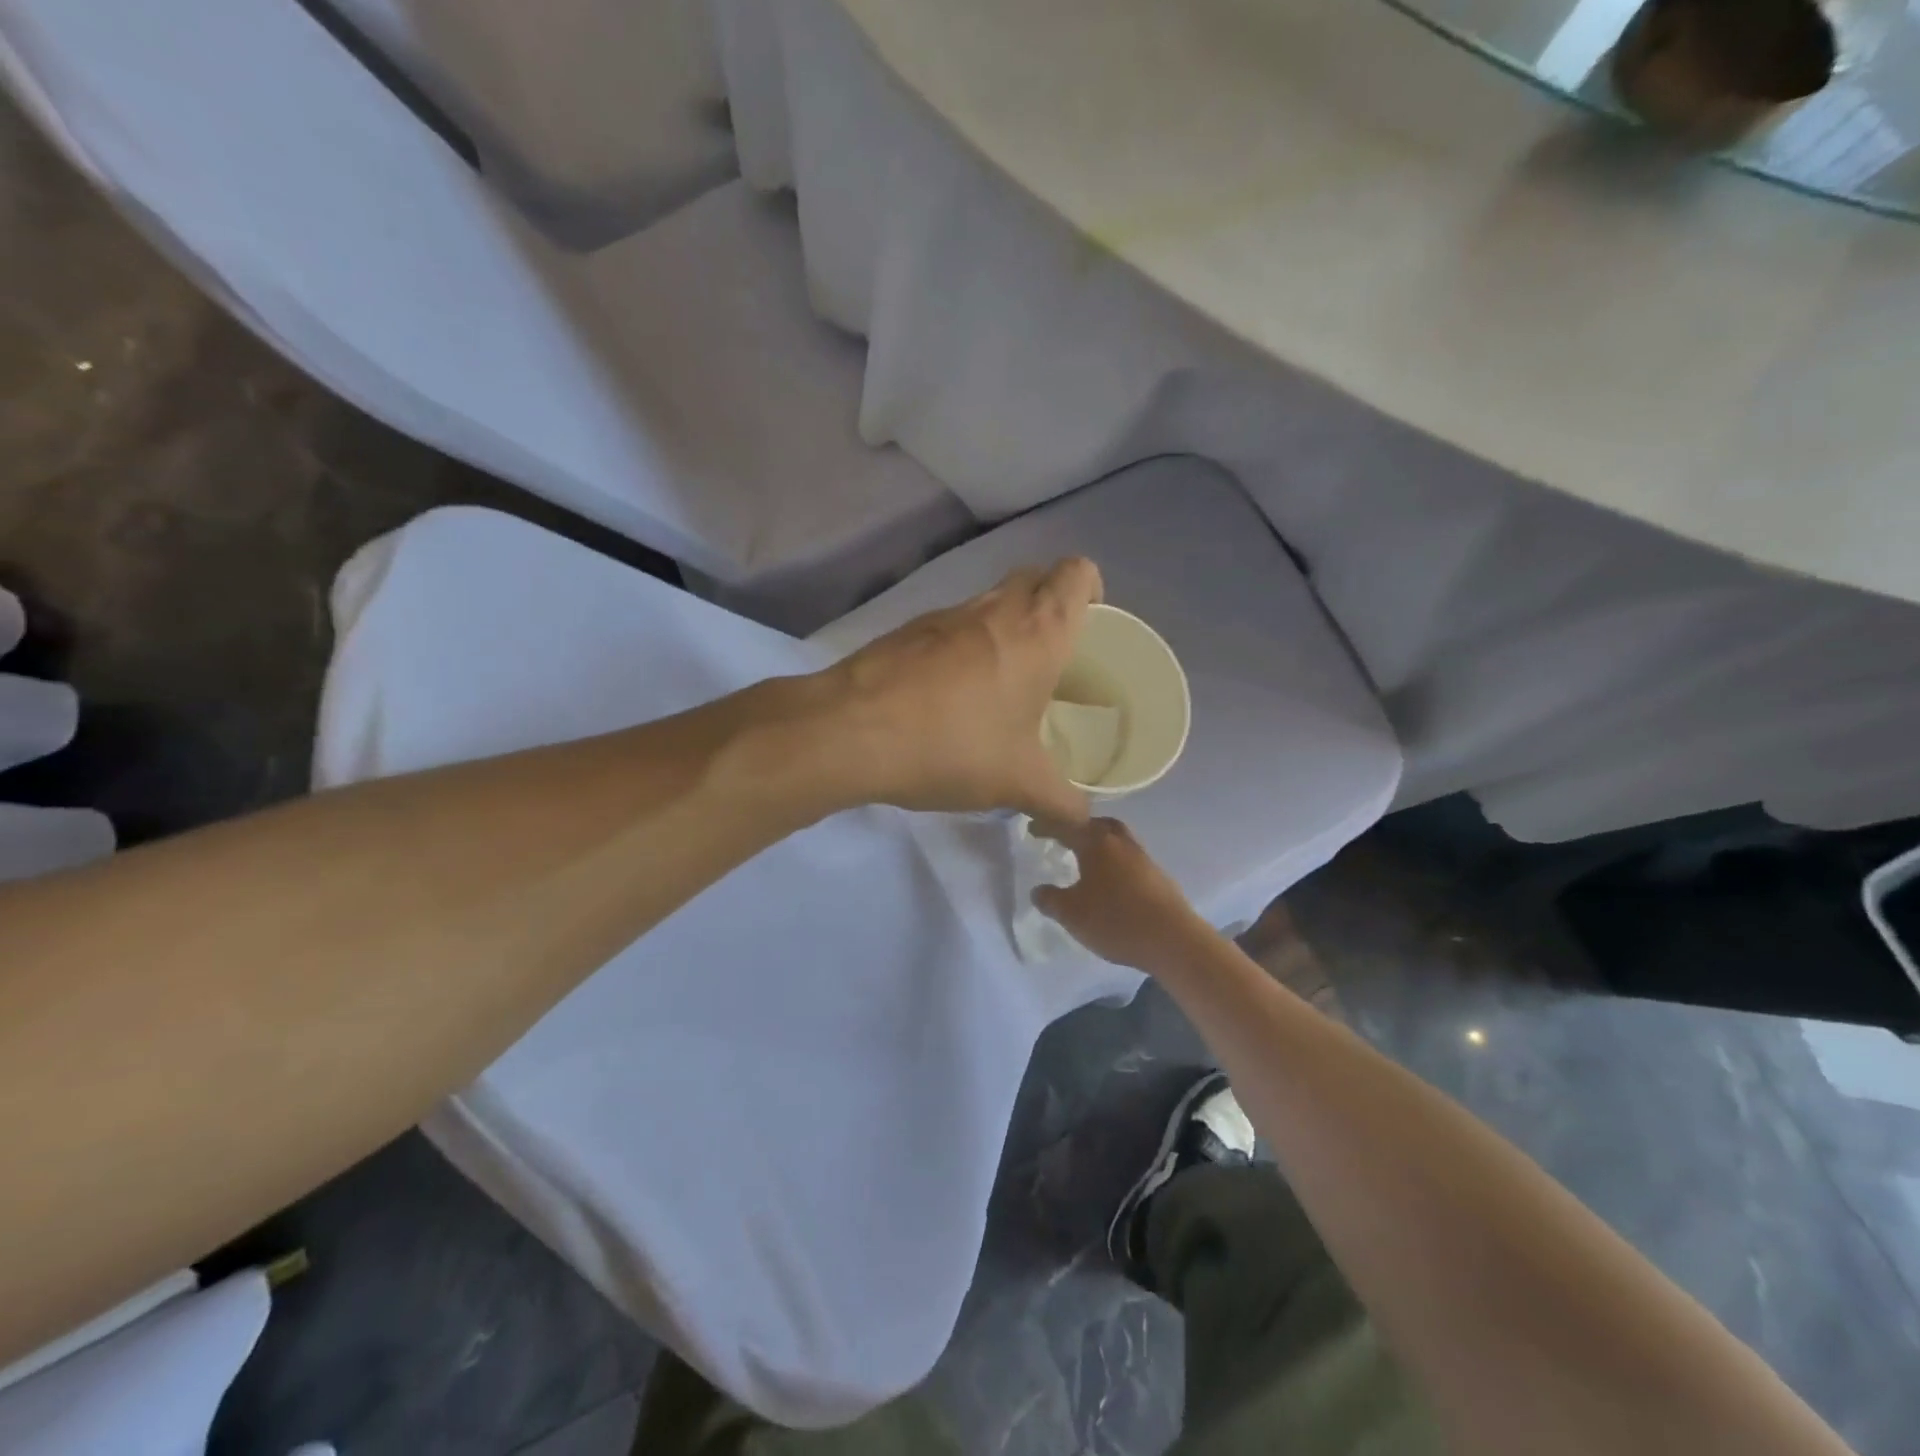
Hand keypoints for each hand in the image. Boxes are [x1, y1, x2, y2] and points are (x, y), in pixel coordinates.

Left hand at [814, 559, 1103, 820]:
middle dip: (1050, 607)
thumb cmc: (954, 745)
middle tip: (1054, 660)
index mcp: (1038, 630)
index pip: (1078, 573)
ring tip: (1004, 686)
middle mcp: (994, 608)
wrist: (851, 732)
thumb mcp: (1020, 783)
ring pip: (990, 602)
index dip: (1092, 590)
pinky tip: (952, 699)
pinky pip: (951, 627)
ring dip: (1004, 630)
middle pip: (1035, 578)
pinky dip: (963, 648)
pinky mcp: (906, 632)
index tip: (1090, 629)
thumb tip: (1084, 823)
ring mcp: (945, 615)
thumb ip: (1063, 804)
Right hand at [1030, 818, 1212, 973]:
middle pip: (1097, 824)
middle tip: (1064, 838)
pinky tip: (1109, 880)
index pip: (1066, 825)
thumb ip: (1050, 900)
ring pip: (1116, 839)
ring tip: (1085, 859)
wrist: (1173, 940)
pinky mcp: (1157, 875)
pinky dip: (1114, 861)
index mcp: (1096, 842)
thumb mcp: (1071, 914)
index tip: (1033, 828)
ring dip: (1099, 843)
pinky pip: (1129, 858)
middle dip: (1079, 827)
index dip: (1047, 826)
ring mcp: (1143, 857)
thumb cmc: (1116, 920)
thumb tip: (1038, 890)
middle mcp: (1120, 841)